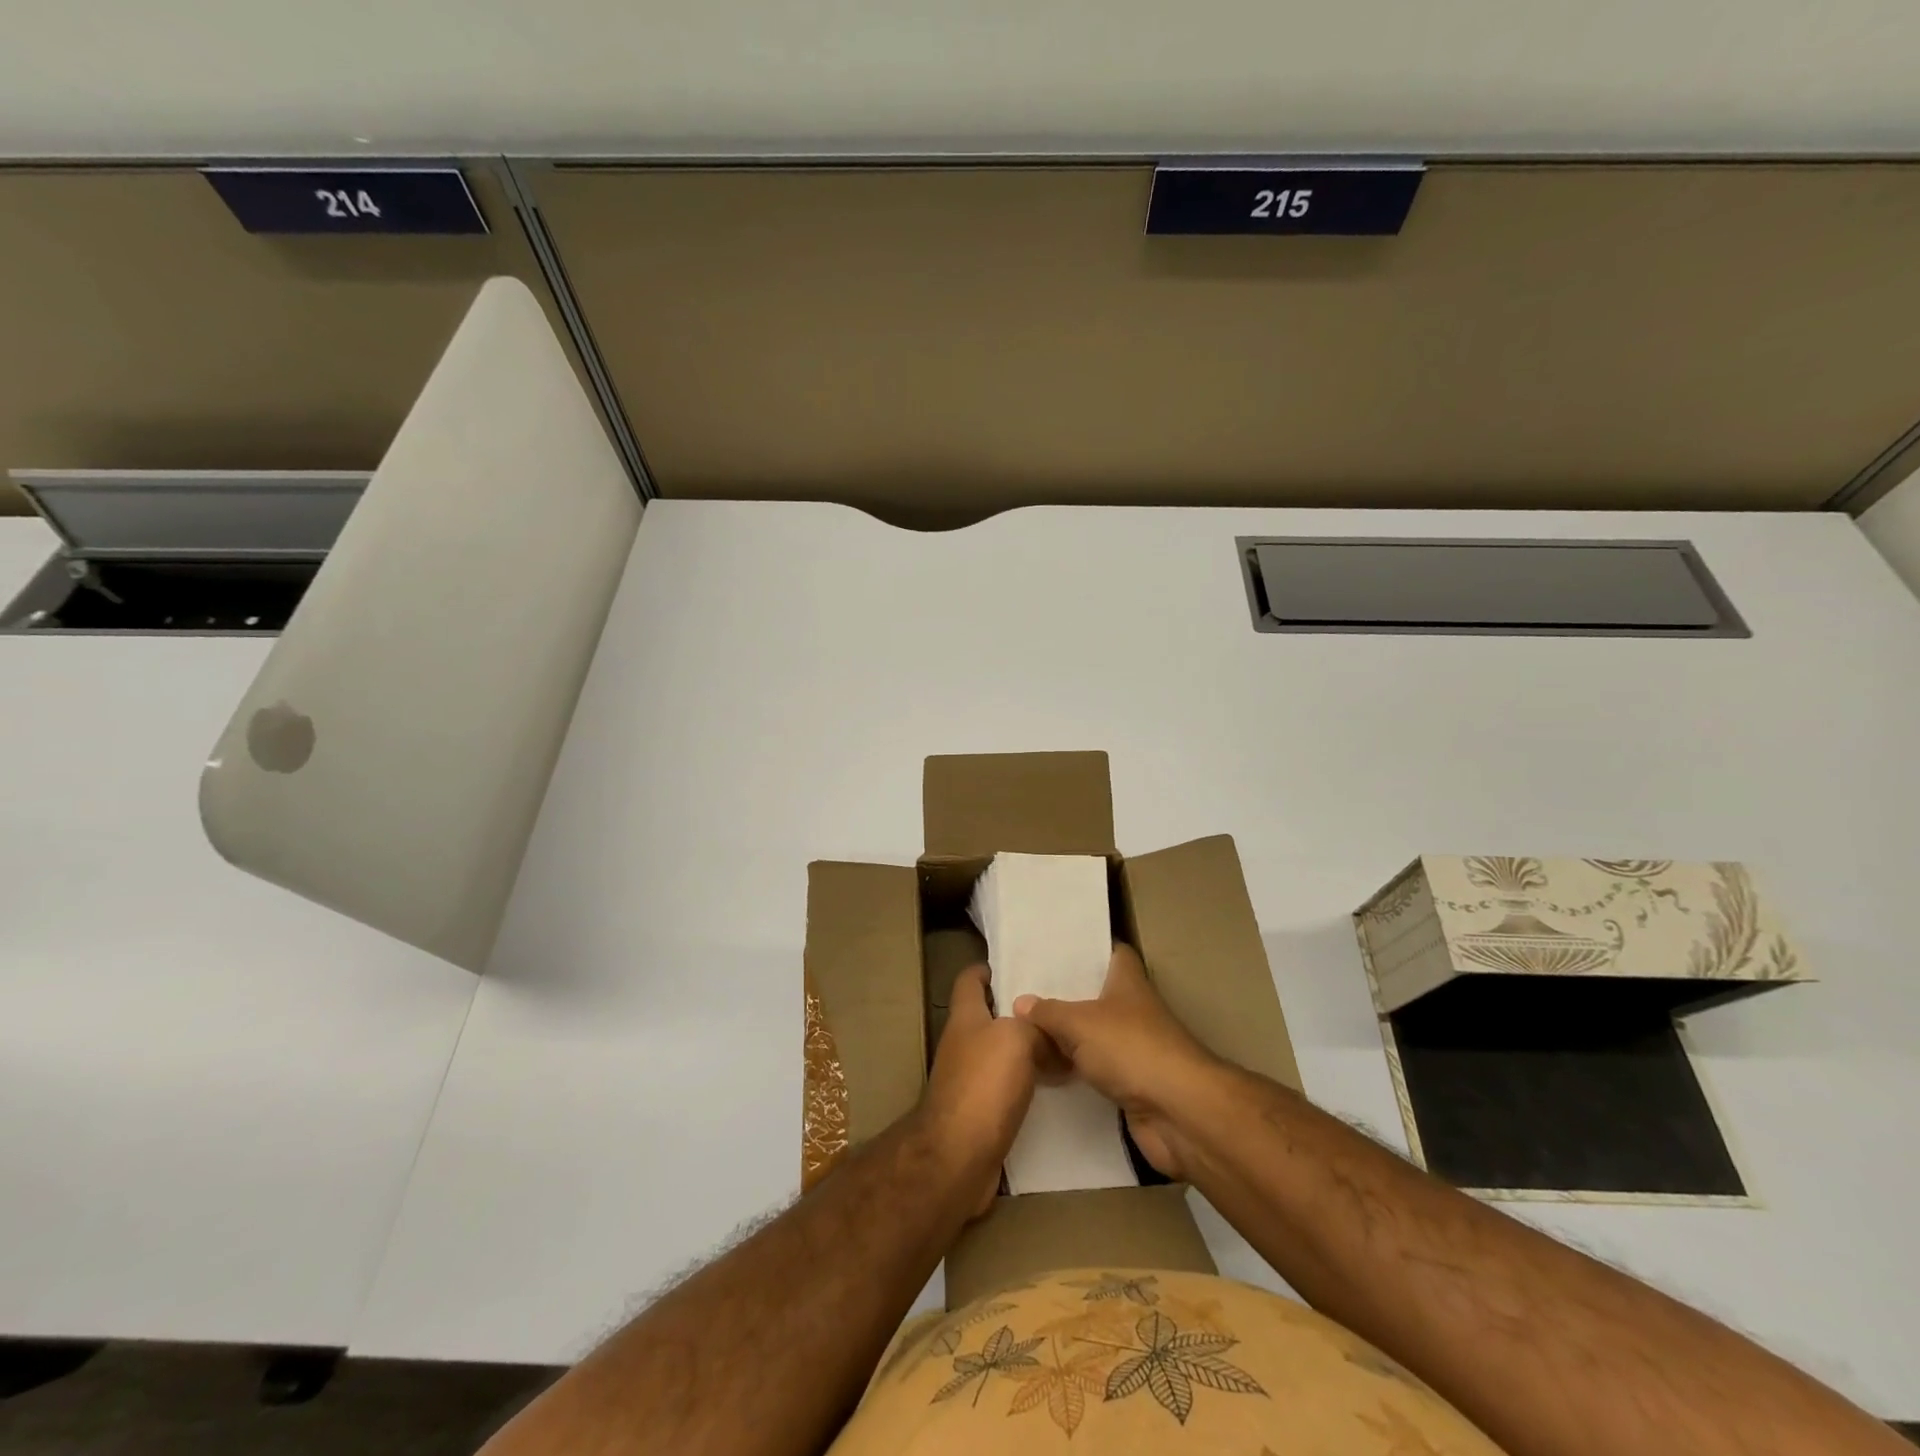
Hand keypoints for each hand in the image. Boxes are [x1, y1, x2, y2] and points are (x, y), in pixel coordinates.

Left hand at [919, 965, 1048, 1214]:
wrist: (958, 1158)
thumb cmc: (983, 1085)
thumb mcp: (1017, 1039)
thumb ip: (1036, 1027)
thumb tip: (1053, 1035)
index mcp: (966, 1017)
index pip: (969, 980)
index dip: (987, 969)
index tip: (1015, 967)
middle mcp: (964, 1044)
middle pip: (990, 1018)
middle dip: (1020, 1011)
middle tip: (1058, 1008)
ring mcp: (970, 1080)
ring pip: (1003, 1054)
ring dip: (1029, 1049)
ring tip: (1067, 1044)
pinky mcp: (981, 1114)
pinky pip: (1009, 1088)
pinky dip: (1030, 1084)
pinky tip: (1057, 1086)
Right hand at [1014, 943, 1221, 1180]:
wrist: (1178, 1112)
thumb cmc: (1131, 1048)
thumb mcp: (1079, 1022)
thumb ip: (1048, 1012)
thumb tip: (1020, 1002)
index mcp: (1128, 981)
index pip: (1112, 952)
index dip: (1089, 948)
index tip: (1056, 949)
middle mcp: (1134, 1009)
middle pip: (1098, 994)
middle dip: (1067, 994)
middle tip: (1026, 991)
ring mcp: (1136, 1048)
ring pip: (1096, 1034)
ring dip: (1070, 1036)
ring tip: (1027, 1028)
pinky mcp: (1133, 1084)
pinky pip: (1098, 1069)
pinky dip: (1077, 1070)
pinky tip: (1046, 1070)